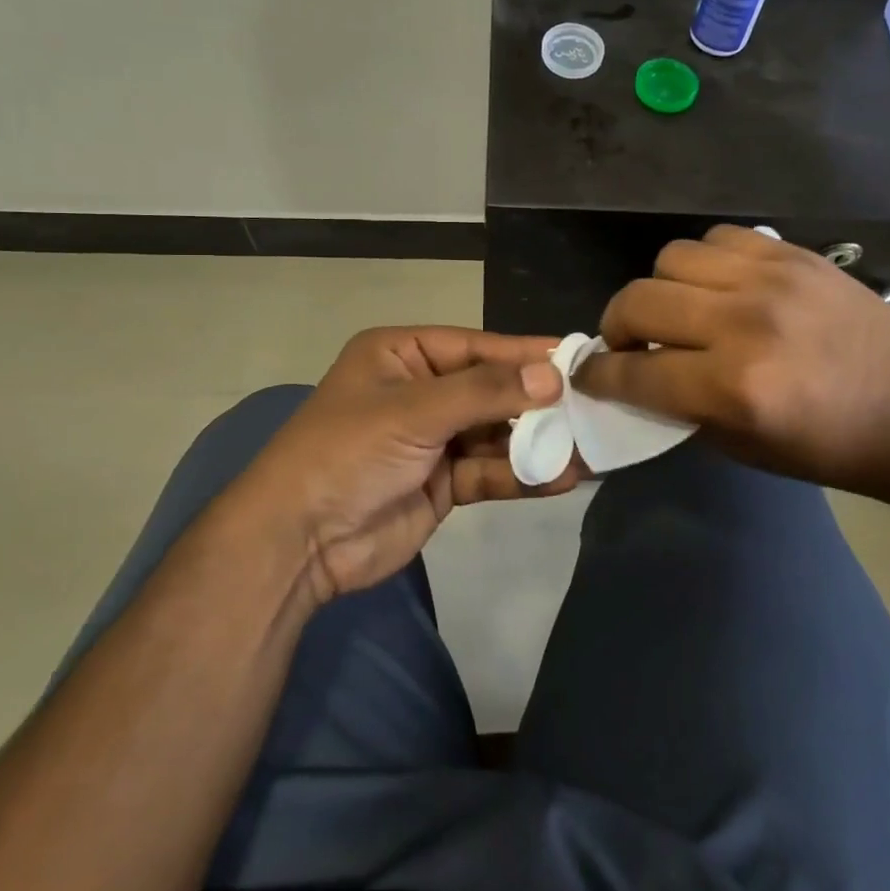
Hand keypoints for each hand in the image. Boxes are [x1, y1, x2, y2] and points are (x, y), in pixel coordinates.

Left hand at [231, 327, 577, 604]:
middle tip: (592, 407)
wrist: (297, 543)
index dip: (525, 354)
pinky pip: (490, 471)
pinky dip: (522, 474)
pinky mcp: (443, 483)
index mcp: (403, 355)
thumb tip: (552, 377)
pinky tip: (561, 478)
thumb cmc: (348, 452)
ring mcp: (433, 439)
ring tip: (589, 448)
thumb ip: (485, 392)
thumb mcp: (414, 411)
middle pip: (492, 390)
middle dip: (537, 403)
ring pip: (496, 433)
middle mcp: (421, 391)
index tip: (576, 358)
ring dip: (537, 442)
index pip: (477, 347)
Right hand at [575, 226, 889, 508]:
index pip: (632, 372)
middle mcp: (744, 324)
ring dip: (661, 289)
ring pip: (672, 258)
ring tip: (680, 312)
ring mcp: (771, 280)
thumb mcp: (744, 447)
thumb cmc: (832, 448)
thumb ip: (681, 407)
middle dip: (615, 328)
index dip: (598, 376)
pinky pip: (720, 237)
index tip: (588, 375)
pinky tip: (720, 287)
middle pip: (638, 301)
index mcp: (734, 388)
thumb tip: (636, 376)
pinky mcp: (794, 255)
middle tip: (629, 345)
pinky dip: (705, 262)